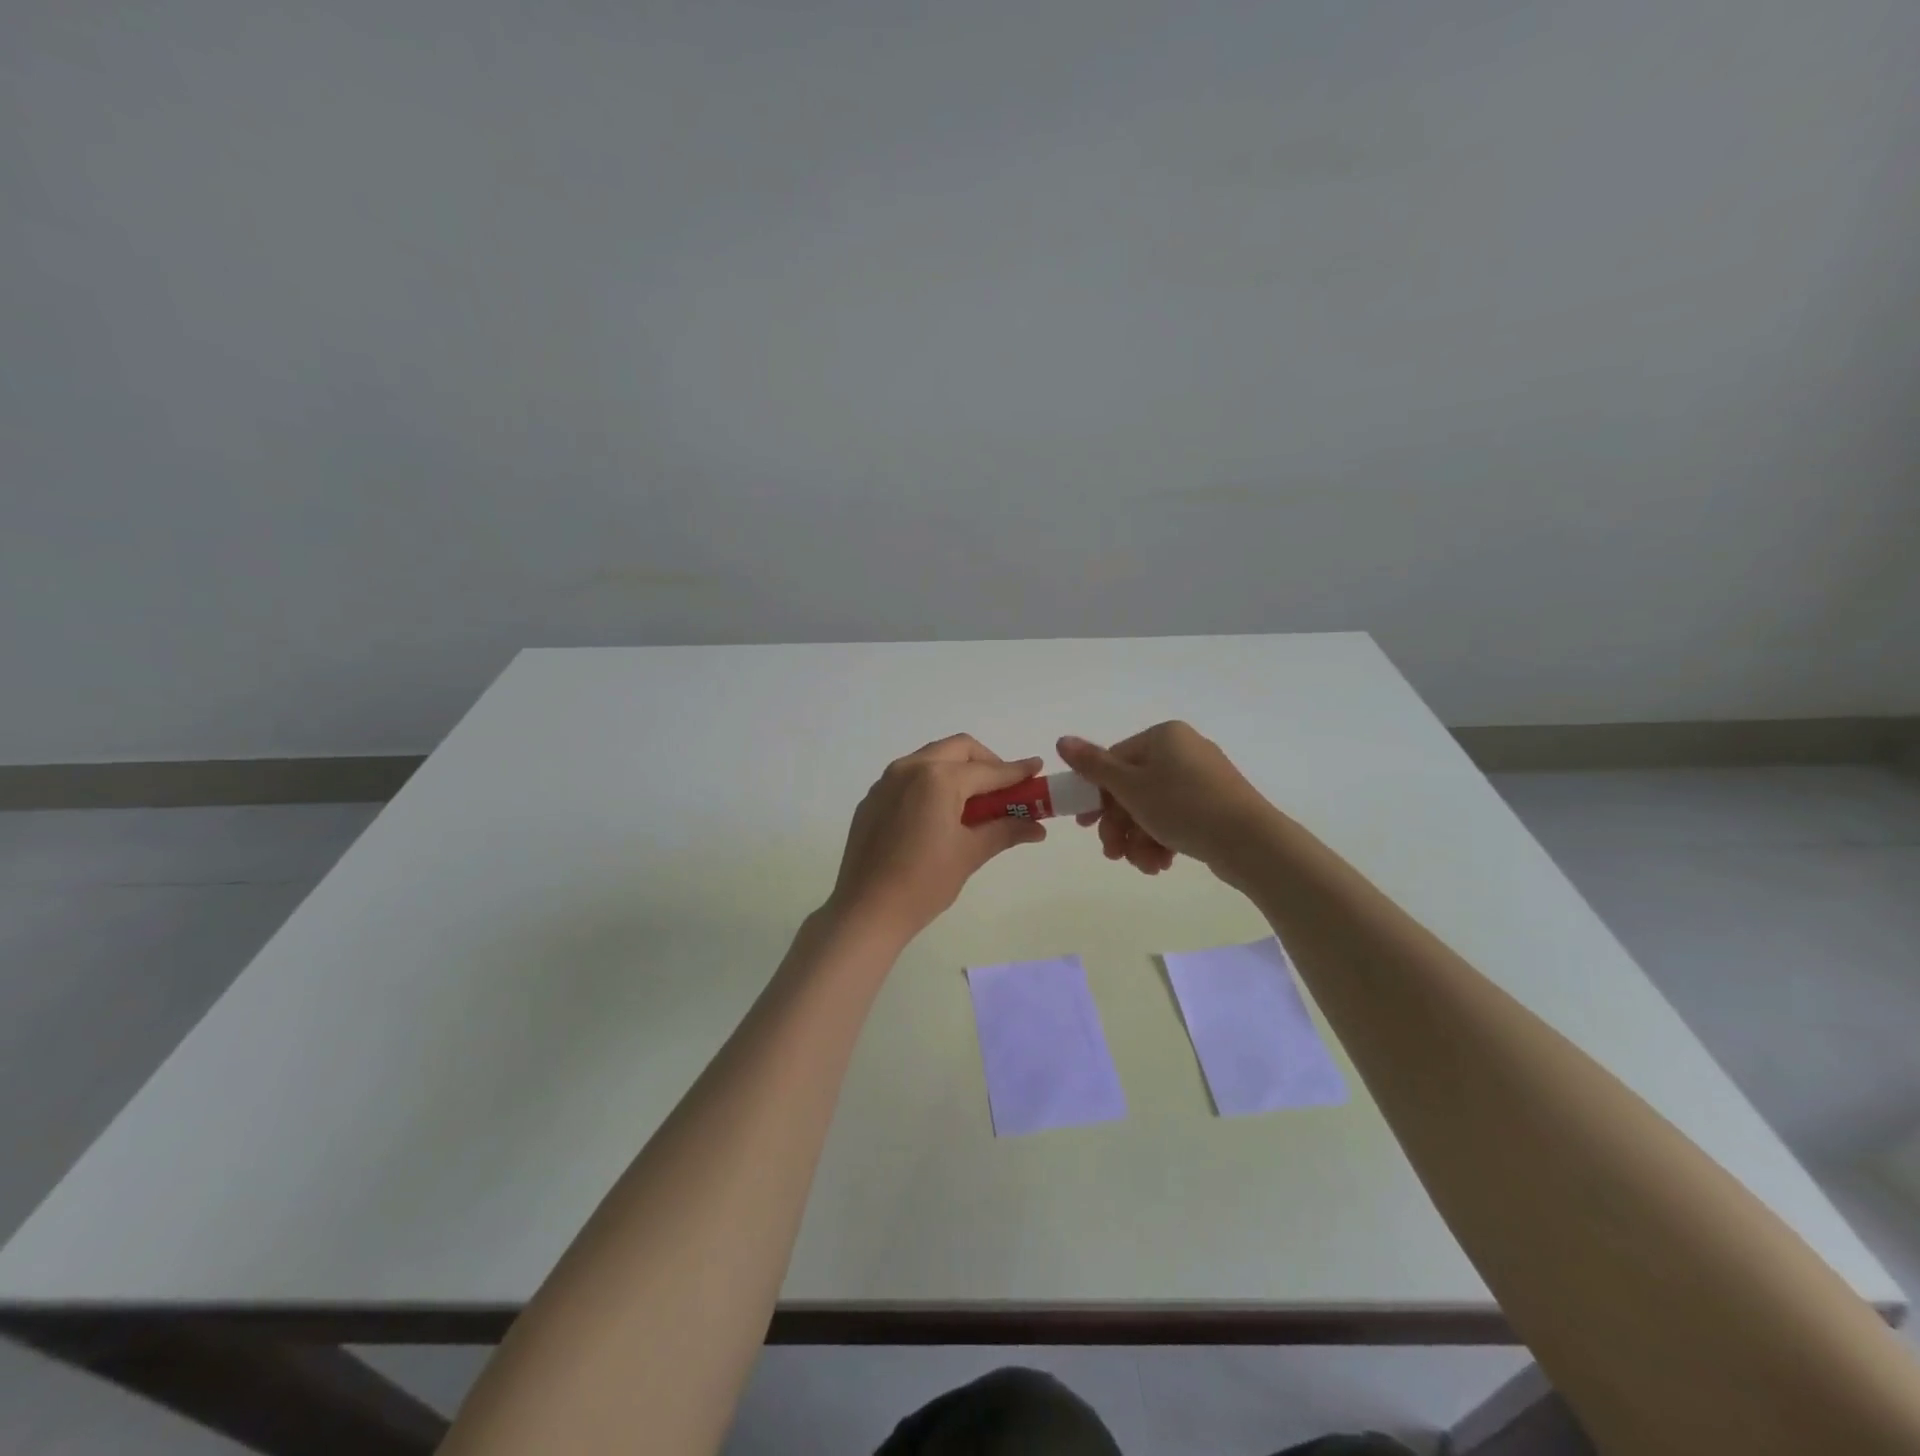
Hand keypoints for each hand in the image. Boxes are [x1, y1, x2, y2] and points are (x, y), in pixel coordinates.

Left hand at [825, 734, 1047, 944]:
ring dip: (957, 769)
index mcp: (938, 778)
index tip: (1036, 768)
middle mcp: (910, 768)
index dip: (1016, 771)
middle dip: (986, 762)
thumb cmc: (925, 882)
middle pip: (959, 749)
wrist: (866, 910)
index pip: (988, 770)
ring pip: (931, 758)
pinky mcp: (873, 798)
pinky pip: (909, 776)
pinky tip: (938, 814)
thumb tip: (1037, 827)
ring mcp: (886, 781)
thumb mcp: (970, 853)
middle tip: (1003, 788)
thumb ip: (1005, 830)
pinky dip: (932, 782)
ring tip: (973, 802)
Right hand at [1057, 722, 1275, 875]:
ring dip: (1139, 839)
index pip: (1115, 761)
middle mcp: (1184, 751)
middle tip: (1112, 853)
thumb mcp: (1131, 787)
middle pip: (1133, 788)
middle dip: (1120, 825)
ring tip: (1143, 865)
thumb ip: (1093, 765)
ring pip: (1153, 808)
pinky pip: (1177, 818)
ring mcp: (1203, 779)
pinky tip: (1162, 864)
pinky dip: (1163, 841)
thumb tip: (1061, 740)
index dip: (1096, 795)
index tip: (1085, 825)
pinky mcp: (1216, 806)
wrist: (1250, 842)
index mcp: (1164, 737)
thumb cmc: (1183, 807)